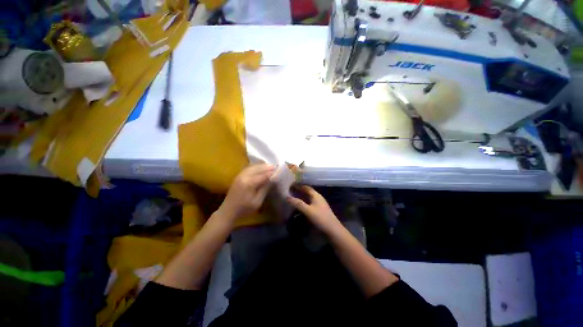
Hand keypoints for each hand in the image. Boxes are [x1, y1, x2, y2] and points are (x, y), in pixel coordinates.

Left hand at [217, 164, 274, 221]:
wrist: (228, 211)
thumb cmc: (244, 209)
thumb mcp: (257, 201)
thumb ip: (265, 188)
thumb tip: (273, 179)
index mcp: (249, 183)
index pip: (263, 175)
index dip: (272, 173)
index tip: (279, 171)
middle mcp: (244, 176)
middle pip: (258, 168)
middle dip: (267, 167)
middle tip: (276, 166)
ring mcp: (240, 175)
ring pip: (253, 166)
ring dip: (262, 165)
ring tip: (270, 165)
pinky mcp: (238, 176)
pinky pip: (248, 168)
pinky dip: (256, 166)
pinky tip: (260, 167)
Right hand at [286, 185, 339, 233]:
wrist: (333, 230)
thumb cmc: (320, 218)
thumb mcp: (308, 211)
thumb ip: (298, 203)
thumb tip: (287, 197)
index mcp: (316, 195)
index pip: (306, 187)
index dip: (298, 185)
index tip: (290, 185)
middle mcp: (318, 198)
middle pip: (307, 192)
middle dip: (299, 191)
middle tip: (290, 191)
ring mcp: (319, 204)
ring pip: (308, 198)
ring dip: (301, 197)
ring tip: (293, 198)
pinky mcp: (319, 210)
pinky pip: (310, 203)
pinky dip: (304, 203)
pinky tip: (300, 206)